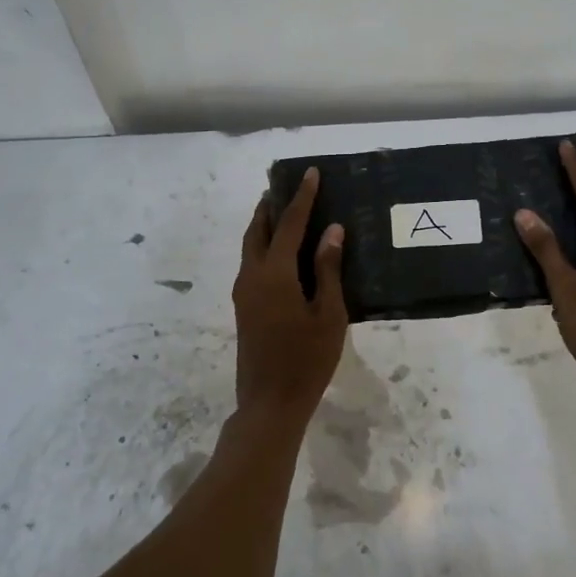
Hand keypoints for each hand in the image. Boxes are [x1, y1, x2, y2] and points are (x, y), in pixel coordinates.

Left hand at [232, 168, 346, 419]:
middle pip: (257, 230)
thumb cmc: (307, 360)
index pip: (288, 224)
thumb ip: (328, 269)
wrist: (270, 403)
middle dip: (271, 205)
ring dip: (264, 225)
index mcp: (274, 274)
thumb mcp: (328, 314)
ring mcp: (244, 293)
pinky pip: (251, 263)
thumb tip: (331, 231)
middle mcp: (252, 276)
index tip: (311, 173)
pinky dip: (263, 246)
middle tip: (287, 186)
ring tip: (283, 211)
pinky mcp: (244, 307)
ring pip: (250, 246)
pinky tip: (282, 252)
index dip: (302, 197)